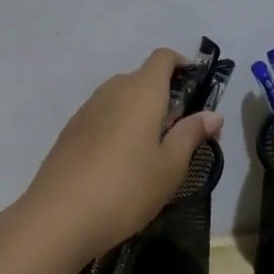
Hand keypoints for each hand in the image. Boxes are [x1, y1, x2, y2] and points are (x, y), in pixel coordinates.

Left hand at [14, 49, 222, 267]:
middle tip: (181, 132)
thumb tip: (213, 114)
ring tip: (152, 151)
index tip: (197, 87)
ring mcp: (87, 109)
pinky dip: (118, 127)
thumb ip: (191, 134)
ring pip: (121, 98)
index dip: (183, 65)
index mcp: (141, 91)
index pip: (163, 58)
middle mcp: (112, 90)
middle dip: (164, 97)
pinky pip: (103, 116)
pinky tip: (120, 163)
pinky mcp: (71, 130)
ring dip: (140, 114)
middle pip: (142, 79)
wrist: (59, 216)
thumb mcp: (170, 166)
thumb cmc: (127, 188)